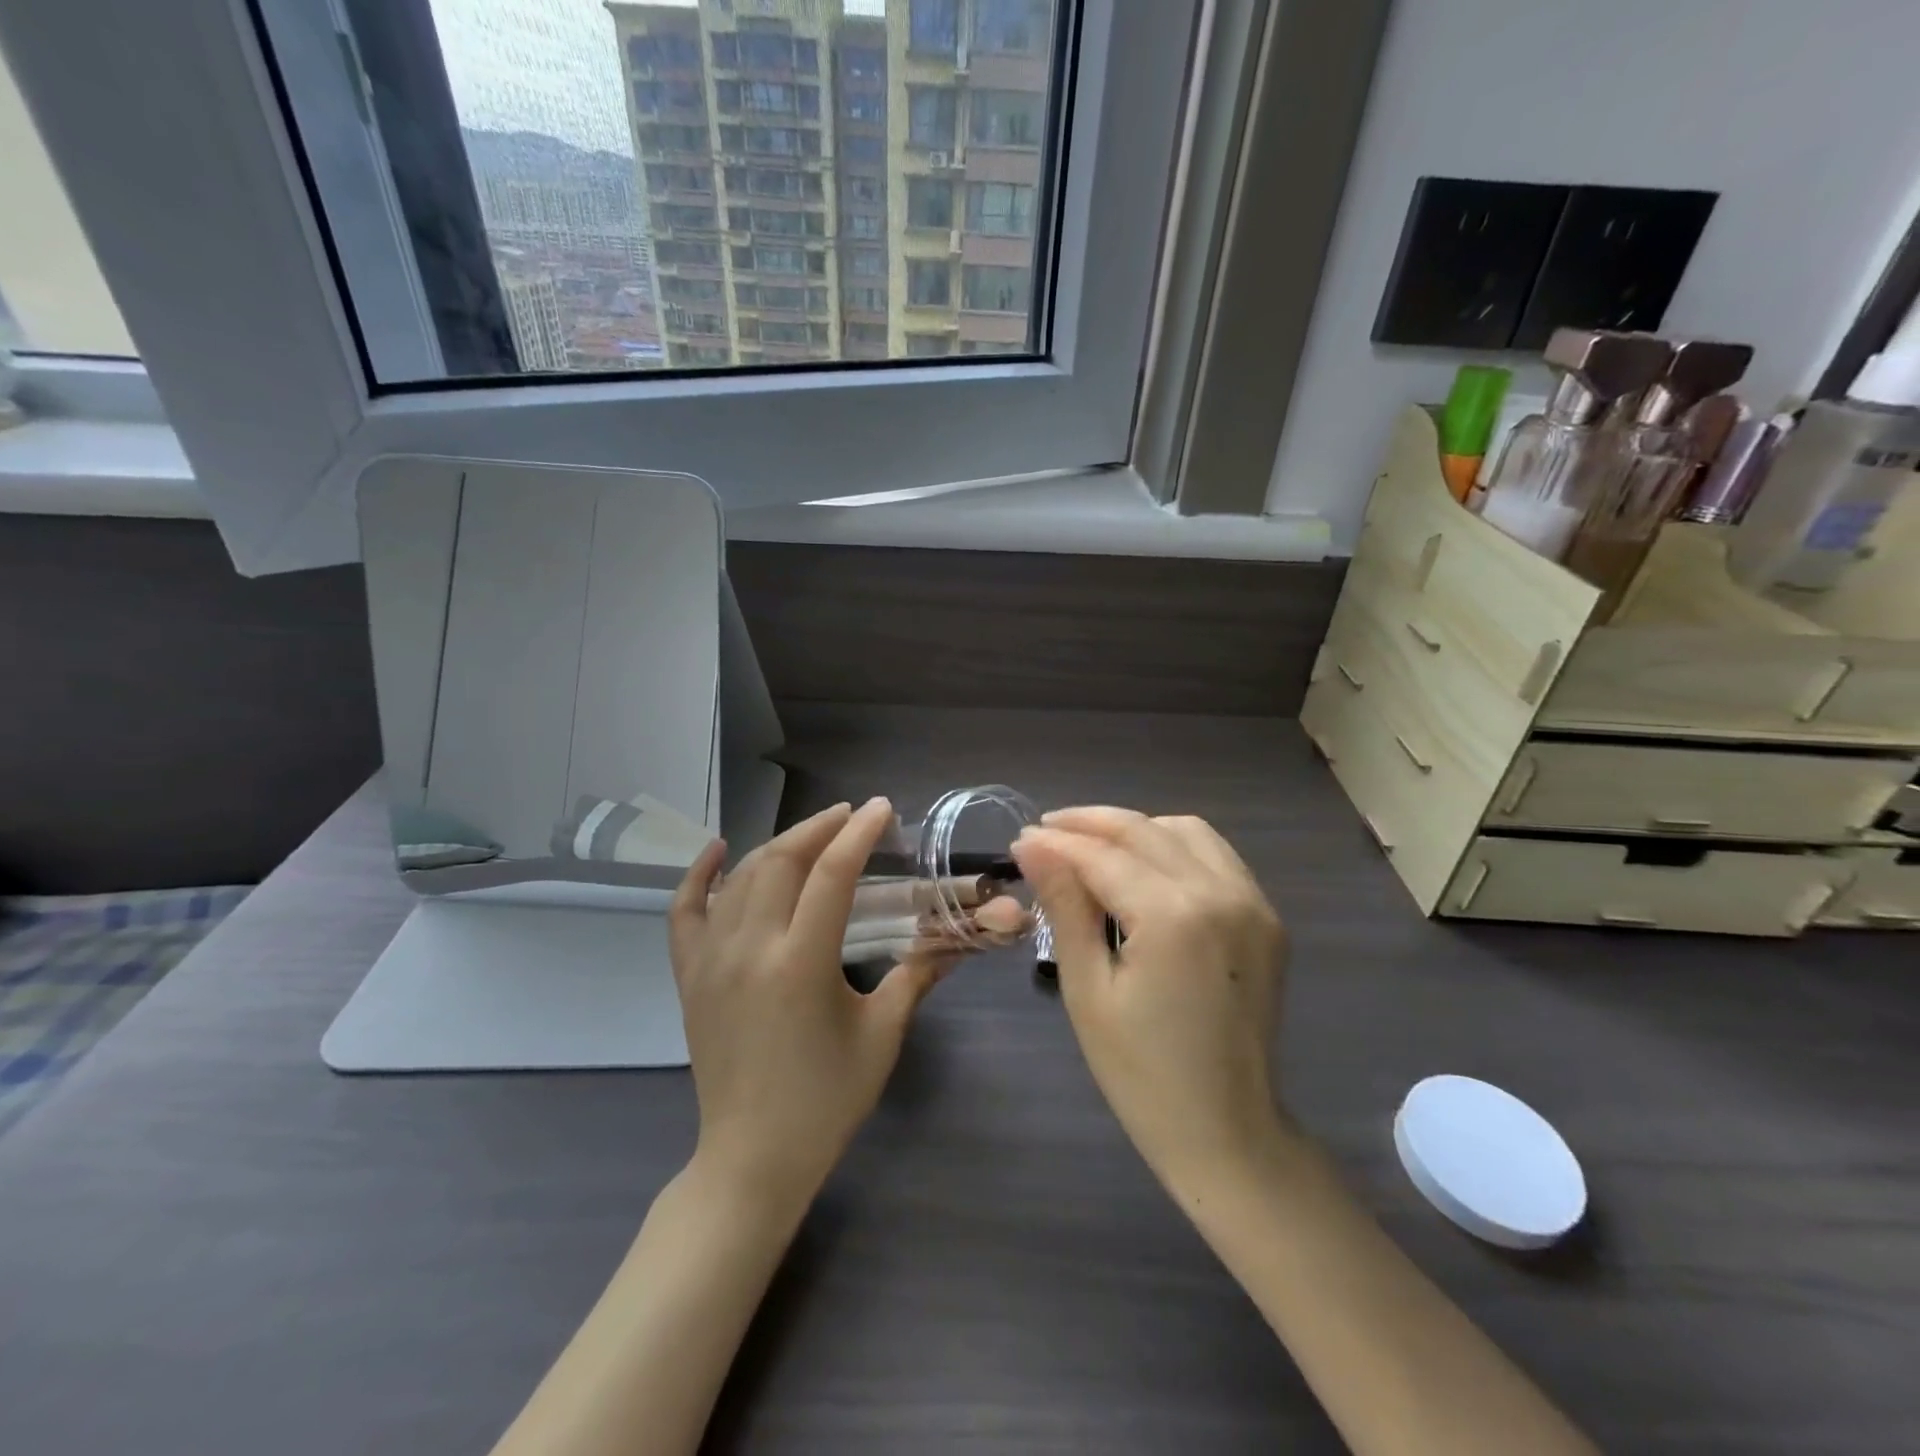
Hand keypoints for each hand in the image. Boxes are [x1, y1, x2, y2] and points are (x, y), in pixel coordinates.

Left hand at [669, 799, 946, 1202]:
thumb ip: (917, 976)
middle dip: (818, 828)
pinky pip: (684, 912)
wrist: (752, 1158)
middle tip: (850, 817)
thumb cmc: (826, 1099)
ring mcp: (711, 961)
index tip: (881, 809)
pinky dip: (698, 876)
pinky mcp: (689, 977)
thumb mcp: (882, 1035)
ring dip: (777, 845)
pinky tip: (717, 850)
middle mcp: (750, 949)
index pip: (832, 875)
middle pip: (781, 861)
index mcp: (801, 963)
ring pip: (739, 878)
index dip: (859, 834)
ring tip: (811, 834)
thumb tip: (957, 939)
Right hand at [1012, 808, 1288, 1190]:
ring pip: (1184, 830)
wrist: (1228, 1133)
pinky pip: (1215, 855)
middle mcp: (1220, 893)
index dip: (1056, 843)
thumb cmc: (1142, 1074)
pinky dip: (1173, 845)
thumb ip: (1065, 906)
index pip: (1102, 855)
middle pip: (1143, 831)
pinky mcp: (1265, 917)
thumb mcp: (1088, 989)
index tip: (1019, 840)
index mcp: (1174, 916)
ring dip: (1133, 828)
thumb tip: (1032, 845)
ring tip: (1090, 846)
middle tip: (1045, 832)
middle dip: (1089, 823)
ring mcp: (1252, 902)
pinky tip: (1143, 865)